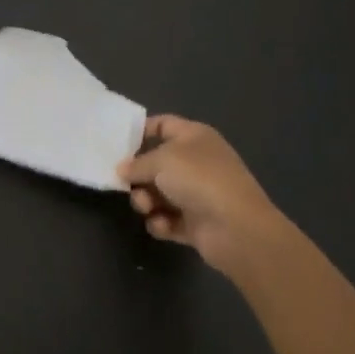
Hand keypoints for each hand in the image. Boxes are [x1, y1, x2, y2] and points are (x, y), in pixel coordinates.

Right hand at [118, 115, 289, 276]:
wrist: (237, 228)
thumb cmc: (199, 180)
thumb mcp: (161, 160)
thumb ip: (136, 163)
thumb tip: (122, 170)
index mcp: (194, 137)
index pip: (163, 124)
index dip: (141, 130)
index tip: (117, 143)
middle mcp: (196, 162)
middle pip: (156, 163)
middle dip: (138, 175)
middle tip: (125, 184)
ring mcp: (197, 194)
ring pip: (158, 193)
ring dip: (146, 201)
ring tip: (146, 207)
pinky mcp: (196, 223)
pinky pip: (168, 219)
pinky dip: (161, 223)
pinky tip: (162, 225)